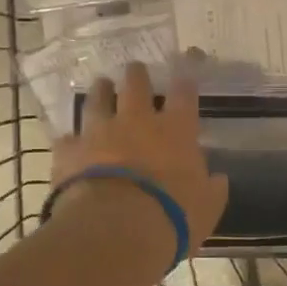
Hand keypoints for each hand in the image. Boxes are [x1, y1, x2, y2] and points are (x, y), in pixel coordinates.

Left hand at [52, 63, 228, 253]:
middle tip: (135, 69)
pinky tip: (69, 140)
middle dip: (137, 75)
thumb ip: (212, 188)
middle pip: (136, 85)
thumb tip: (218, 178)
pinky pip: (68, 139)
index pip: (184, 92)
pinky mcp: (70, 152)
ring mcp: (99, 132)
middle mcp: (136, 121)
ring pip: (98, 100)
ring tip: (102, 84)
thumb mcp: (207, 206)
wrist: (115, 226)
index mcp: (176, 130)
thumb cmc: (173, 215)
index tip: (188, 58)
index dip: (187, 74)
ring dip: (101, 91)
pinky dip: (71, 139)